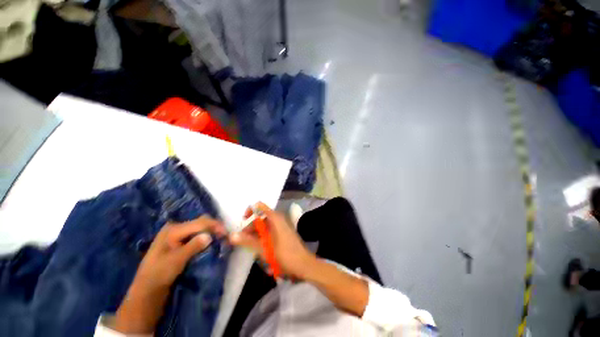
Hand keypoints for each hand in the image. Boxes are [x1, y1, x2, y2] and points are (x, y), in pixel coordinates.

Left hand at [114, 216, 226, 333]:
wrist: (147, 290)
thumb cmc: (159, 274)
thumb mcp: (176, 260)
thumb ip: (193, 246)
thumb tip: (209, 236)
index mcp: (173, 229)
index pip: (199, 222)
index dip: (214, 226)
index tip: (225, 233)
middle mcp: (175, 228)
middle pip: (200, 222)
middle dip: (213, 227)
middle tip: (224, 235)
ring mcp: (177, 235)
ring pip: (199, 228)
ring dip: (210, 231)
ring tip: (219, 238)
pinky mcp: (179, 242)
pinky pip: (196, 234)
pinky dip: (205, 236)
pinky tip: (210, 241)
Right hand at [230, 202, 316, 279]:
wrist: (304, 264)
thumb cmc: (285, 255)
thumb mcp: (264, 249)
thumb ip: (248, 241)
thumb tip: (232, 235)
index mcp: (276, 218)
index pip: (260, 207)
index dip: (250, 211)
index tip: (242, 222)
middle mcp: (279, 219)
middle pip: (261, 217)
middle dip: (251, 226)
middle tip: (242, 238)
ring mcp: (282, 225)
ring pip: (265, 224)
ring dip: (256, 233)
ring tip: (250, 245)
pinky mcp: (283, 233)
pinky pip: (270, 230)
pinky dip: (263, 236)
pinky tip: (260, 247)